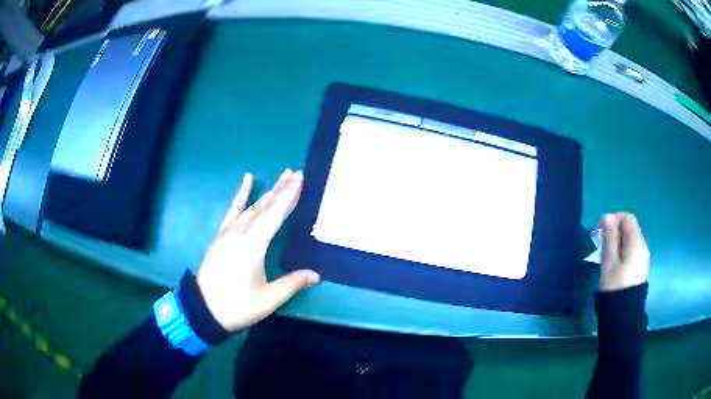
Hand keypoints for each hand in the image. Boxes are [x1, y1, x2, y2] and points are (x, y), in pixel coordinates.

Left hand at [196, 169, 319, 331]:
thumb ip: (292, 283)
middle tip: (294, 173)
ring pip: (251, 206)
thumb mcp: (268, 299)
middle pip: (264, 206)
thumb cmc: (237, 306)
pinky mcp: (221, 235)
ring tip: (280, 176)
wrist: (203, 309)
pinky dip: (241, 195)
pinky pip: (233, 210)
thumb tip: (316, 275)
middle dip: (281, 189)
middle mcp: (241, 233)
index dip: (288, 196)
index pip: (274, 215)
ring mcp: (228, 232)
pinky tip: (246, 181)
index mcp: (253, 246)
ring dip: (267, 192)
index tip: (299, 178)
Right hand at [599, 213, 649, 291]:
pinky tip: (614, 265)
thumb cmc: (615, 287)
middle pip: (629, 228)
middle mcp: (642, 246)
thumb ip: (609, 237)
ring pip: (630, 240)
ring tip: (606, 256)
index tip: (601, 230)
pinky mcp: (640, 267)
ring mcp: (642, 258)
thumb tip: (607, 216)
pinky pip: (632, 251)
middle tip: (601, 244)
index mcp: (636, 243)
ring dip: (618, 242)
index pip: (627, 218)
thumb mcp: (609, 262)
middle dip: (615, 231)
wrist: (624, 315)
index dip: (614, 219)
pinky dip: (622, 251)